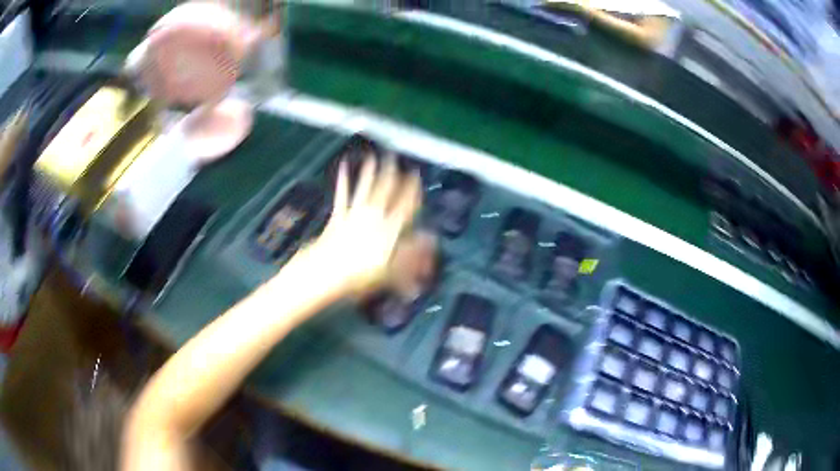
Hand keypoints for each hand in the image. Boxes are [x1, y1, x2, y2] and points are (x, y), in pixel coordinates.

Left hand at [296, 155, 422, 297]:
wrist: (328, 271)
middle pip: (385, 190)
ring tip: (373, 157)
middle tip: (396, 159)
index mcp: (389, 229)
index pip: (405, 205)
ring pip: (365, 187)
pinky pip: (343, 194)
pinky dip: (343, 179)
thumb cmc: (360, 275)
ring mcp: (355, 213)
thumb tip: (430, 241)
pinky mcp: (339, 215)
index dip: (412, 190)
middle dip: (392, 173)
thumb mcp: (392, 271)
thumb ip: (412, 255)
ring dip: (370, 171)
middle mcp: (374, 216)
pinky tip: (343, 167)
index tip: (415, 176)